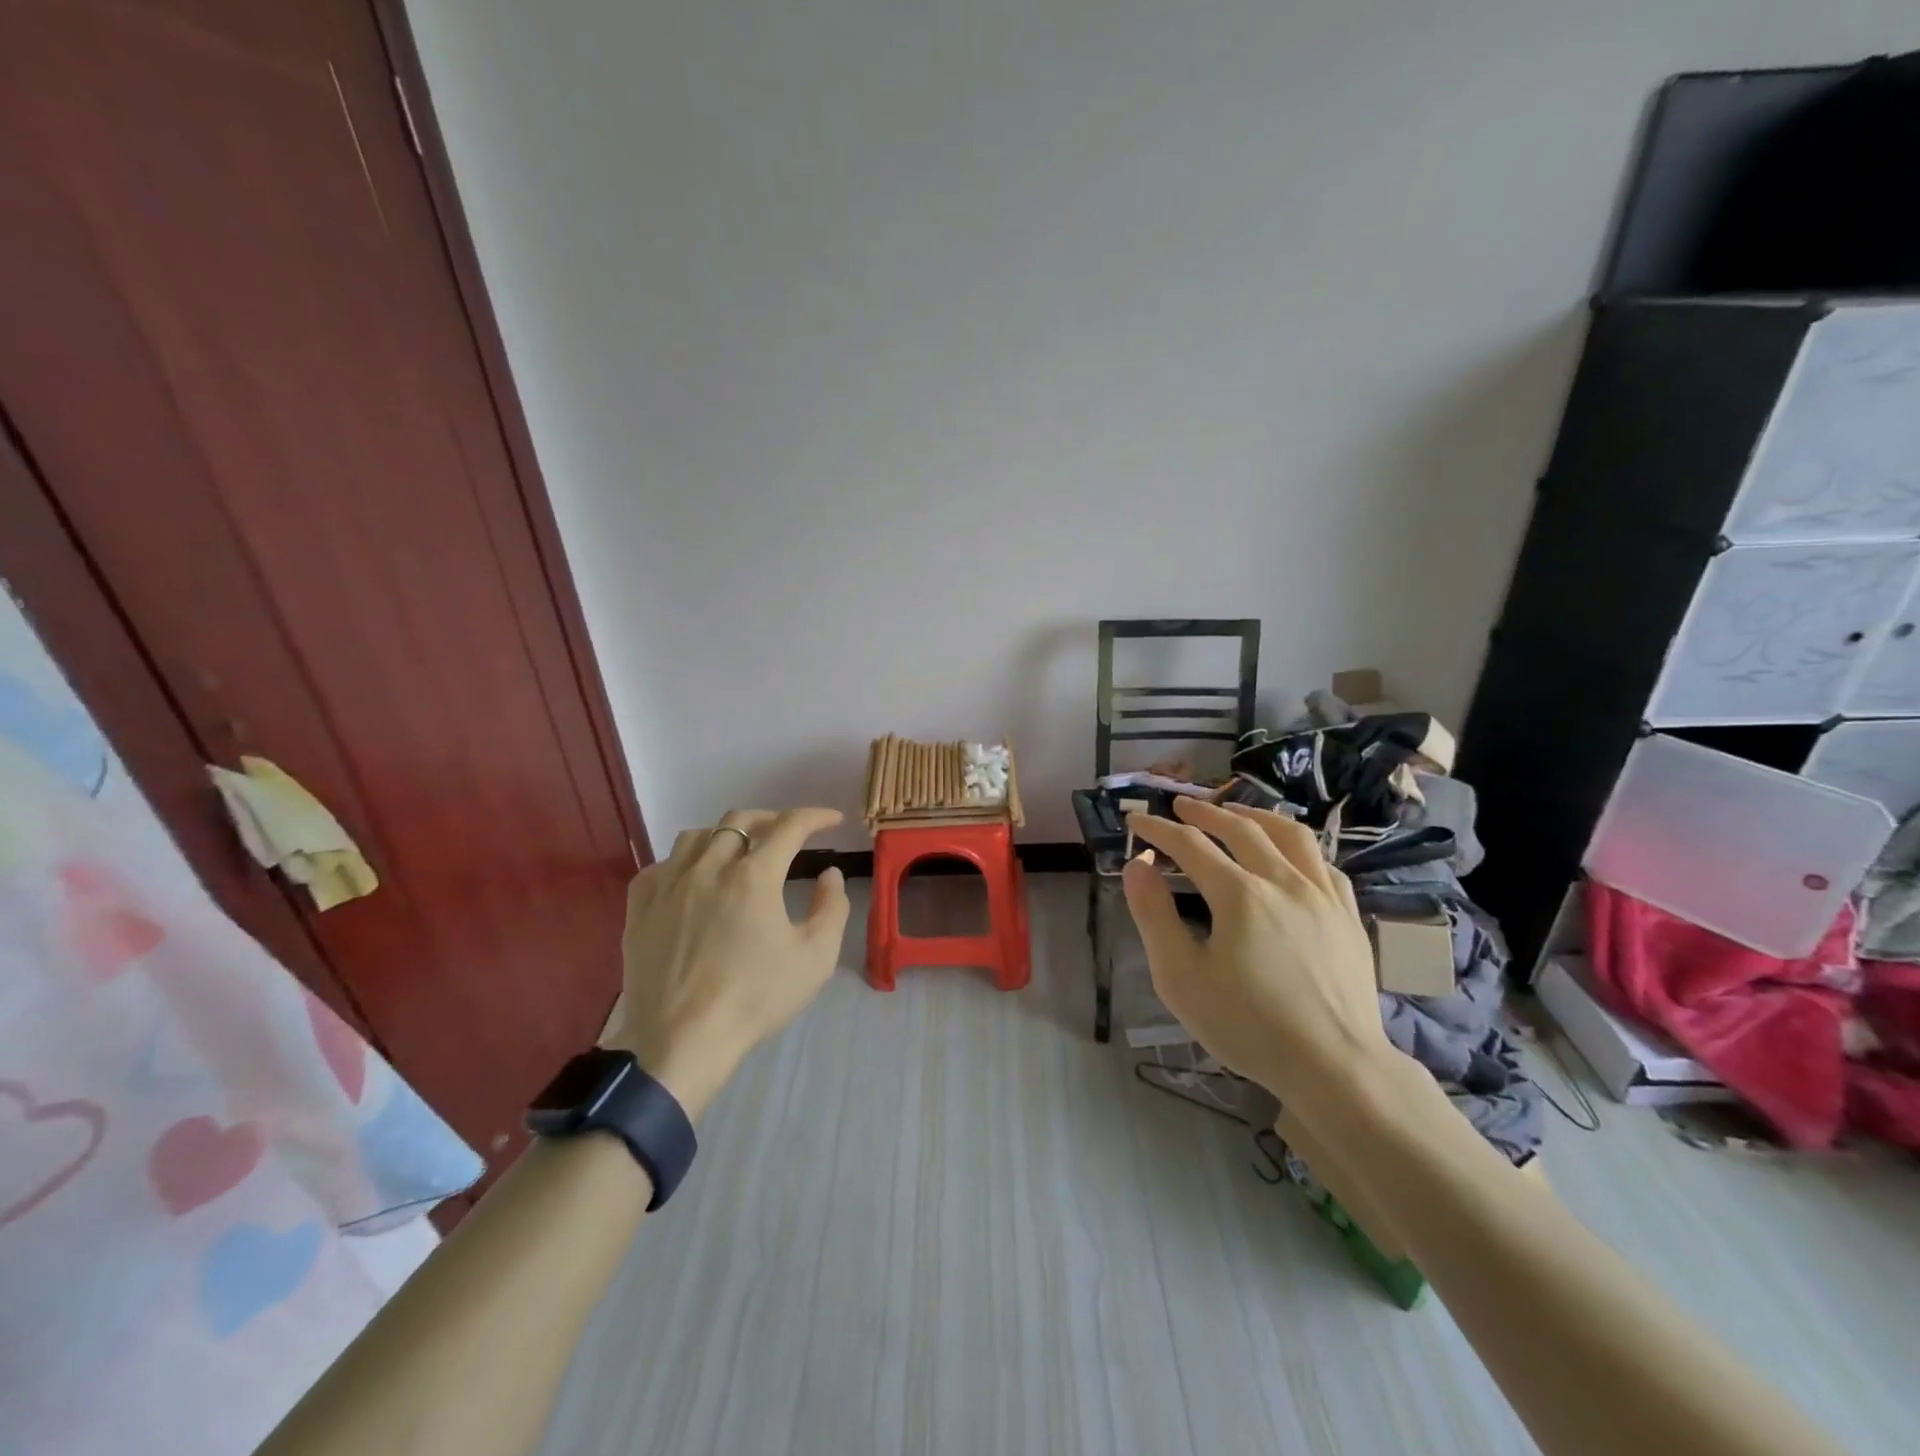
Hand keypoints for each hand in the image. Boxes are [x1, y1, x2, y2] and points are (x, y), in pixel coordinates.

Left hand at [605, 808, 850, 1118]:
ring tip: (738, 852)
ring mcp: (668, 885)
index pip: (790, 827)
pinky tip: (692, 880)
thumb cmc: (755, 999)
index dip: (816, 816)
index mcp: (753, 876)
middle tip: (787, 833)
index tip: (832, 820)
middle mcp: (708, 868)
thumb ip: (831, 907)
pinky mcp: (639, 907)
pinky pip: (661, 865)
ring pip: (697, 836)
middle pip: (740, 820)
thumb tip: (829, 874)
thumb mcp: (816, 958)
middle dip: (770, 819)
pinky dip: (684, 862)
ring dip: (725, 836)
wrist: (682, 1042)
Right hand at [1122, 799, 1388, 1112]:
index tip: (1136, 820)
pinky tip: (1290, 857)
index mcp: (1239, 894)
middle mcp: (1283, 880)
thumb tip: (1138, 864)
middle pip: (1240, 827)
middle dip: (1204, 812)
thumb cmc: (1248, 1025)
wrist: (1335, 1066)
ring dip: (1256, 816)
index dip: (1158, 828)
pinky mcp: (1349, 915)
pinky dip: (1298, 848)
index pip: (1190, 844)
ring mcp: (1323, 895)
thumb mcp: (1181, 977)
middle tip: (1180, 805)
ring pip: (1291, 834)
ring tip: (1236, 812)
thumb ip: (1154, 915)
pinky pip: (1324, 863)